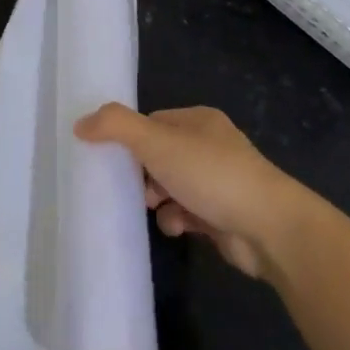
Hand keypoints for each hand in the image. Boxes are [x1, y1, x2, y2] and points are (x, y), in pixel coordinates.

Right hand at [73, 105, 310, 279]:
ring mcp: (219, 182)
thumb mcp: (157, 142)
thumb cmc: (211, 175)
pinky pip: (187, 213)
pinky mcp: (223, 215)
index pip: (152, 123)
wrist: (268, 228)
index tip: (109, 158)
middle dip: (142, 173)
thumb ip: (116, 128)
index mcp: (199, 121)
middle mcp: (210, 146)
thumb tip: (80, 123)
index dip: (130, 139)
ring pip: (172, 186)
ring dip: (158, 200)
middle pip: (160, 156)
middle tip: (130, 187)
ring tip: (153, 208)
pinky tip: (177, 227)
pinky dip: (177, 220)